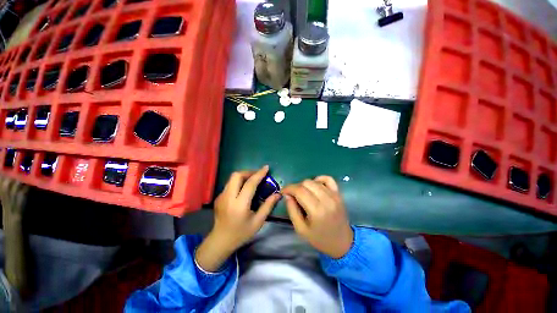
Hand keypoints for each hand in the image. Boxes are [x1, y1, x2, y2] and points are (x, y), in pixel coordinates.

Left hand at [195, 166, 280, 271]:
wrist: (220, 241)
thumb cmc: (241, 233)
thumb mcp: (258, 222)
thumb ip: (268, 206)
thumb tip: (278, 194)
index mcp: (239, 205)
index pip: (250, 184)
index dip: (259, 174)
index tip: (266, 168)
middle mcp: (228, 198)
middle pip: (236, 175)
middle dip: (248, 172)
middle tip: (258, 175)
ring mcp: (221, 196)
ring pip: (232, 178)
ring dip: (243, 176)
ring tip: (252, 180)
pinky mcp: (218, 197)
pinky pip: (230, 184)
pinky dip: (238, 182)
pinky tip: (244, 189)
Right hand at [283, 176, 352, 258]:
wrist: (342, 242)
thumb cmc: (320, 239)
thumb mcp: (301, 229)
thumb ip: (292, 210)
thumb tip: (287, 195)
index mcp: (316, 211)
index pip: (299, 190)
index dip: (289, 188)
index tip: (283, 192)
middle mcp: (326, 200)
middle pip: (306, 183)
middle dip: (296, 187)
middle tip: (293, 196)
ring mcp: (334, 195)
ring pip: (315, 181)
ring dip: (305, 185)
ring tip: (304, 194)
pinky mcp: (338, 194)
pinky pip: (328, 179)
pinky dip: (319, 180)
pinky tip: (315, 187)